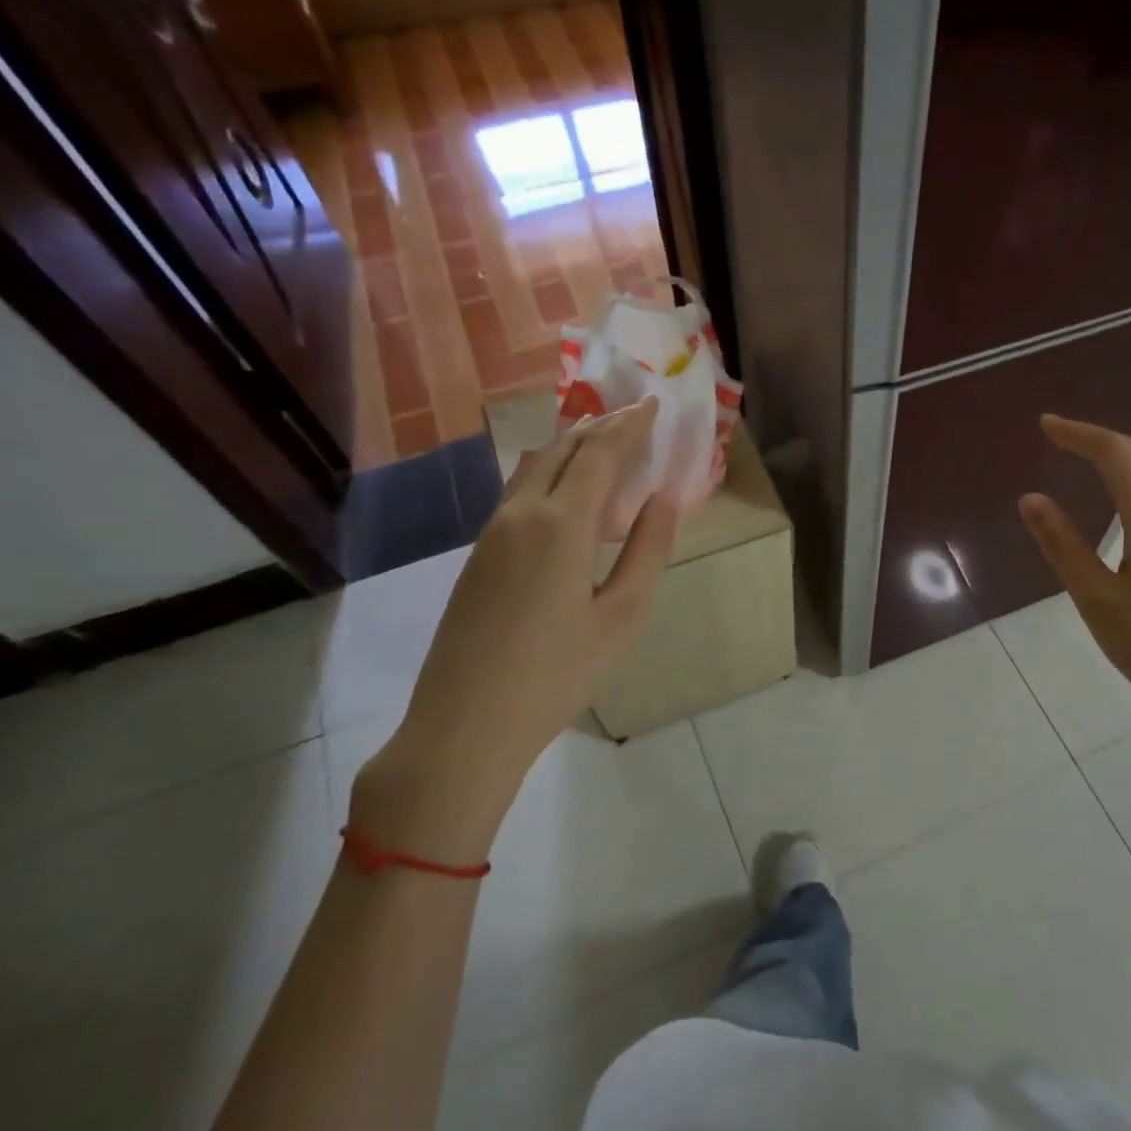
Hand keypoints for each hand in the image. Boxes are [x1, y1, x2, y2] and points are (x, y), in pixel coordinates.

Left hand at [352, 399, 678, 859]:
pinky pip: (519, 494)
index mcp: (560, 524)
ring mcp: (491, 534)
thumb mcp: (623, 616)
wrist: (465, 725)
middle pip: (560, 451)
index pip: (598, 454)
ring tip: (602, 444)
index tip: (652, 405)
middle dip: (599, 428)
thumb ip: (648, 551)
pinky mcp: (478, 557)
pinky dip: (550, 475)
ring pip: (533, 468)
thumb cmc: (558, 674)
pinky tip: (566, 495)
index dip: (628, 426)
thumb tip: (665, 498)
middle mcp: (520, 514)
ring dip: (570, 448)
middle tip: (632, 418)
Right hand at [1017, 414, 1130, 749]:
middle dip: (1100, 439)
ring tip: (1090, 460)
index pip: (1114, 452)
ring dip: (1125, 456)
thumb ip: (1062, 544)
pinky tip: (1130, 501)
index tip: (1045, 425)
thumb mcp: (1096, 598)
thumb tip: (1031, 498)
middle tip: (1060, 439)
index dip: (1078, 433)